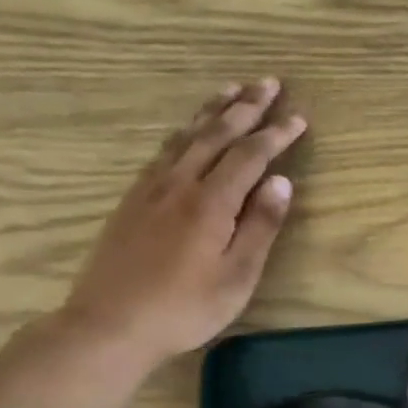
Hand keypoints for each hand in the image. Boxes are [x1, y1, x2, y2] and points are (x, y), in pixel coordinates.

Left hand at [57, 81, 305, 372]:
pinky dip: (183, 132)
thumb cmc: (184, 308)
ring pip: (186, 137)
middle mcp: (180, 184)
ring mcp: (151, 189)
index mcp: (210, 203)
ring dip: (211, 111)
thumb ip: (260, 226)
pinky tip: (187, 131)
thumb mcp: (236, 276)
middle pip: (216, 134)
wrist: (108, 325)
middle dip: (245, 107)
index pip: (250, 156)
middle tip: (268, 82)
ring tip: (231, 90)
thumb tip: (282, 182)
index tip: (299, 118)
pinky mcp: (132, 199)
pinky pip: (163, 151)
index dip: (275, 135)